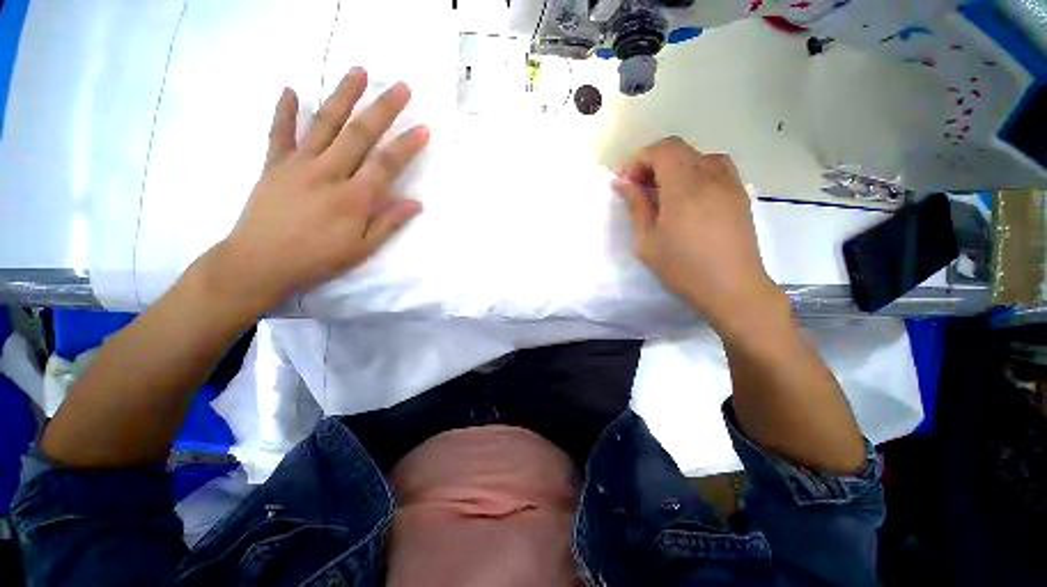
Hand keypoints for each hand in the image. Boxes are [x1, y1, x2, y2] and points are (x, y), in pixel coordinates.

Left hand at [208, 67, 427, 315]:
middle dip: (383, 109)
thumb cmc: (318, 259)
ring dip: (342, 95)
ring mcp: (298, 164)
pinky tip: (291, 89)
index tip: (423, 128)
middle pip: (359, 134)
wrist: (260, 263)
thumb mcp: (362, 249)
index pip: (386, 164)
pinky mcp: (274, 164)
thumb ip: (389, 223)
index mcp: (354, 198)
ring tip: (357, 71)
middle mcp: (329, 173)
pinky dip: (284, 110)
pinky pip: (279, 132)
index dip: (407, 146)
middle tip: (400, 86)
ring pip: (324, 123)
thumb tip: (416, 203)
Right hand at [614, 137, 781, 327]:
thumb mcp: (647, 241)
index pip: (662, 150)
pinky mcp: (740, 195)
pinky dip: (696, 173)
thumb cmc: (682, 268)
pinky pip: (717, 169)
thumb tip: (623, 183)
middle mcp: (711, 177)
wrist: (732, 289)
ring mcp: (730, 184)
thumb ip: (635, 206)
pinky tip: (689, 197)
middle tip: (639, 189)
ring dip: (675, 167)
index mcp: (685, 187)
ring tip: (664, 192)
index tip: (626, 181)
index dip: (640, 159)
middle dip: (653, 163)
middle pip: (679, 150)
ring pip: (699, 157)